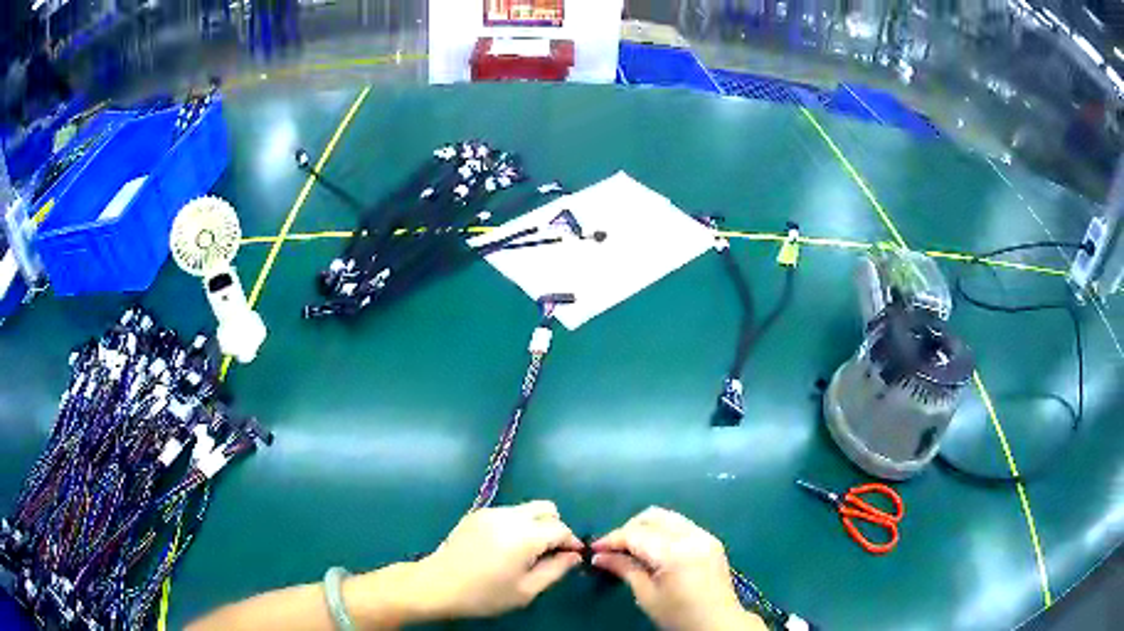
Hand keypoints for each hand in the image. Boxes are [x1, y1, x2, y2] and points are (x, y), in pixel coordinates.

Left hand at [415, 500, 583, 618]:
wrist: (437, 585)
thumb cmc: (484, 595)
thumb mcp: (526, 591)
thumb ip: (555, 570)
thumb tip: (574, 556)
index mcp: (524, 536)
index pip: (561, 529)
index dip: (571, 542)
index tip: (571, 558)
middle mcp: (509, 516)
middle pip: (546, 509)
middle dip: (555, 527)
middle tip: (550, 553)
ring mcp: (490, 512)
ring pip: (527, 509)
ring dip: (536, 525)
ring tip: (526, 552)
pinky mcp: (476, 513)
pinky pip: (508, 513)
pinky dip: (516, 525)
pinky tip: (504, 547)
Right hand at [592, 507, 764, 630]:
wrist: (719, 624)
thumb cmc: (679, 615)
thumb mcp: (647, 596)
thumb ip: (625, 569)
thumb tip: (599, 556)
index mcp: (675, 552)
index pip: (636, 534)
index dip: (611, 539)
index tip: (593, 549)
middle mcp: (692, 536)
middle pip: (652, 516)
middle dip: (628, 529)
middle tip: (612, 549)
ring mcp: (705, 535)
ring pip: (667, 517)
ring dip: (645, 528)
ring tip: (631, 549)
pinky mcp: (711, 540)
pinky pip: (680, 525)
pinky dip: (662, 531)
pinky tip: (653, 550)